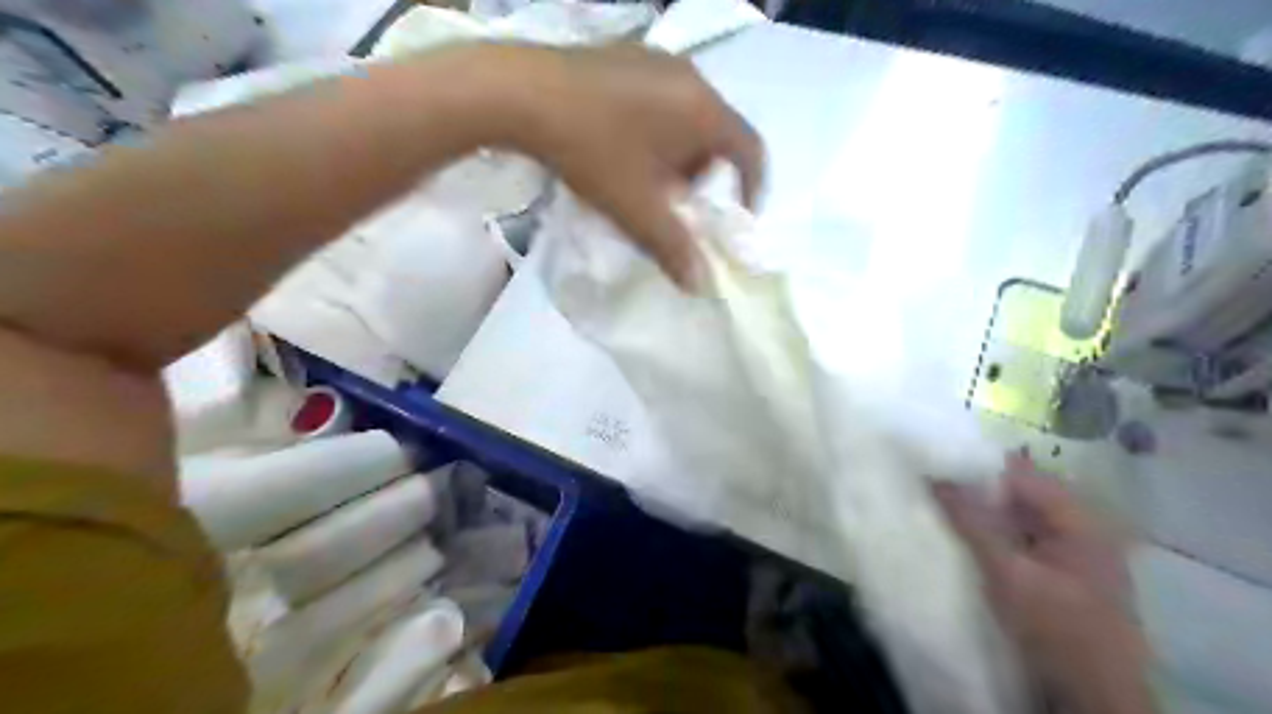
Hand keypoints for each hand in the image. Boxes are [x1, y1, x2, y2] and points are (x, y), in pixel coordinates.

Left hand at [471, 41, 757, 289]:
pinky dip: (655, 129)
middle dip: (702, 175)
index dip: (751, 187)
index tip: (735, 215)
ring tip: (641, 178)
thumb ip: (672, 248)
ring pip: (685, 117)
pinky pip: (659, 99)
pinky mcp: (625, 54)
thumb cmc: (593, 150)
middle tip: (675, 202)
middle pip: (716, 135)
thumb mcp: (636, 208)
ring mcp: (655, 60)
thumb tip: (699, 284)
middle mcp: (689, 77)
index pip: (750, 150)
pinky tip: (619, 146)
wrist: (522, 92)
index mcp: (703, 110)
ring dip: (676, 154)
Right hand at [932, 458, 1153, 713]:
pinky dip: (992, 532)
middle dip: (976, 487)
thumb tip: (936, 477)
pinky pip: (1018, 537)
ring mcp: (1072, 551)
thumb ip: (973, 522)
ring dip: (981, 511)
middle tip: (931, 482)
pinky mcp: (1058, 572)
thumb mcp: (1009, 574)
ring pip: (1017, 515)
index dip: (978, 464)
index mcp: (1080, 519)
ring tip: (939, 503)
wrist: (1092, 697)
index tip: (936, 460)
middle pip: (1019, 492)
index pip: (1021, 472)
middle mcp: (1081, 527)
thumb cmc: (1057, 629)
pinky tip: (964, 535)